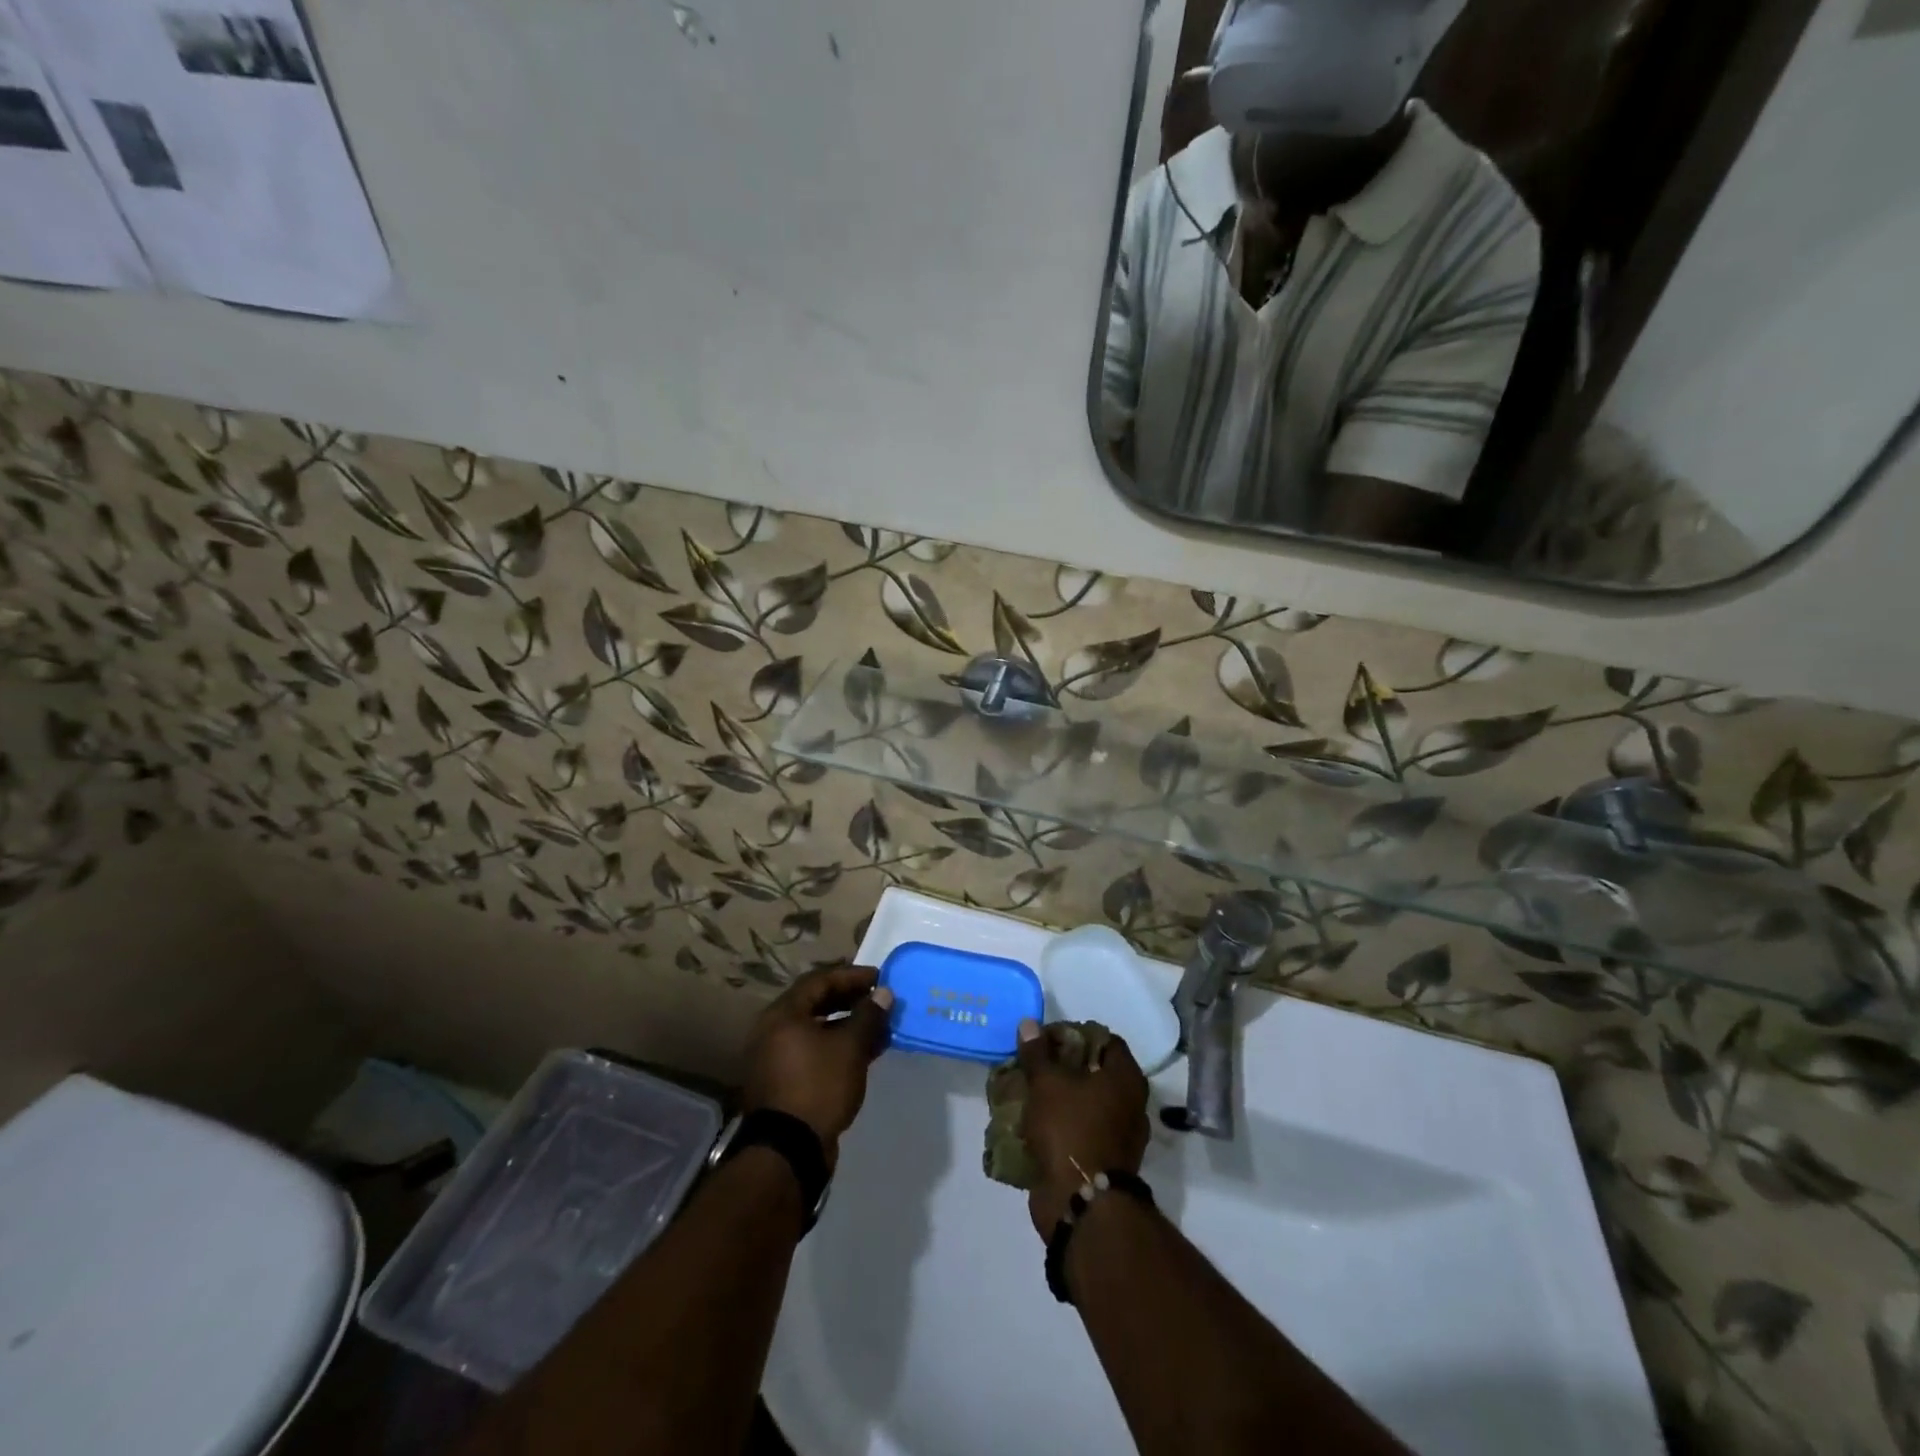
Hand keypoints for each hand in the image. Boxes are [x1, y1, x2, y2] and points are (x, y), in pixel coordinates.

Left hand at [743, 966, 892, 1167]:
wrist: (788, 1151)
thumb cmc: (818, 1086)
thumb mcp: (850, 1048)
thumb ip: (868, 1016)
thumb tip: (883, 993)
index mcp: (783, 1014)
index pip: (819, 981)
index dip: (851, 976)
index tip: (879, 978)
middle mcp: (773, 1030)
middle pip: (815, 1003)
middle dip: (850, 1000)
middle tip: (878, 1001)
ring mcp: (775, 1058)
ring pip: (816, 1030)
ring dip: (846, 1026)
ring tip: (877, 1029)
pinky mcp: (783, 1082)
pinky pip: (812, 1051)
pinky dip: (836, 1047)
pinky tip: (862, 1054)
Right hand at [1016, 1019, 1150, 1237]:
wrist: (1082, 1203)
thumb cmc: (1071, 1129)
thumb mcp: (1047, 1083)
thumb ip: (1037, 1053)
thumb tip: (1029, 1024)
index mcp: (1126, 1078)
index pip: (1105, 1039)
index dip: (1075, 1034)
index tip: (1047, 1039)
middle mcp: (1131, 1104)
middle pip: (1095, 1072)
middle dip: (1064, 1067)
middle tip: (1035, 1065)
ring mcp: (1121, 1136)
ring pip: (1087, 1104)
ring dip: (1062, 1098)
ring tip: (1031, 1093)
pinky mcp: (1105, 1162)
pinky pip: (1082, 1132)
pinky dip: (1062, 1126)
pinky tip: (1036, 1123)